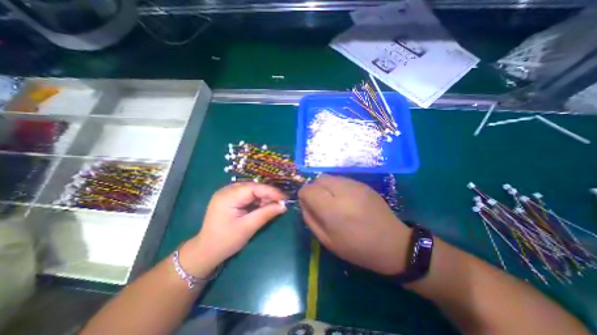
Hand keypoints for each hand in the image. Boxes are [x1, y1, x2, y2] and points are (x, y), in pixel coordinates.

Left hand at [180, 184, 285, 275]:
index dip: (270, 191)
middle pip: (253, 187)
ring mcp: (227, 194)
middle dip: (268, 194)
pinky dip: (257, 200)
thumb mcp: (248, 228)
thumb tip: (283, 206)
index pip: (253, 188)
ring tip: (273, 206)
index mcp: (227, 197)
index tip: (284, 198)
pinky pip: (247, 195)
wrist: (205, 251)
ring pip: (251, 190)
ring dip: (263, 197)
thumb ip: (266, 214)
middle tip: (280, 203)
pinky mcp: (230, 199)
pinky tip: (263, 206)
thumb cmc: (225, 241)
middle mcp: (226, 191)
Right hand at [298, 175, 410, 274]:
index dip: (304, 195)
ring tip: (332, 201)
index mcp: (333, 210)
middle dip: (314, 189)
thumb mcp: (327, 241)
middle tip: (320, 203)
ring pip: (329, 177)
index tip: (308, 204)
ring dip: (325, 187)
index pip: (308, 190)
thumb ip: (310, 219)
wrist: (393, 244)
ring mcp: (355, 185)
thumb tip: (303, 202)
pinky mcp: (363, 184)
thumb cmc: (357, 248)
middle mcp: (343, 192)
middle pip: (318, 179)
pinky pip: (341, 179)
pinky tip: (344, 199)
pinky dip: (336, 186)